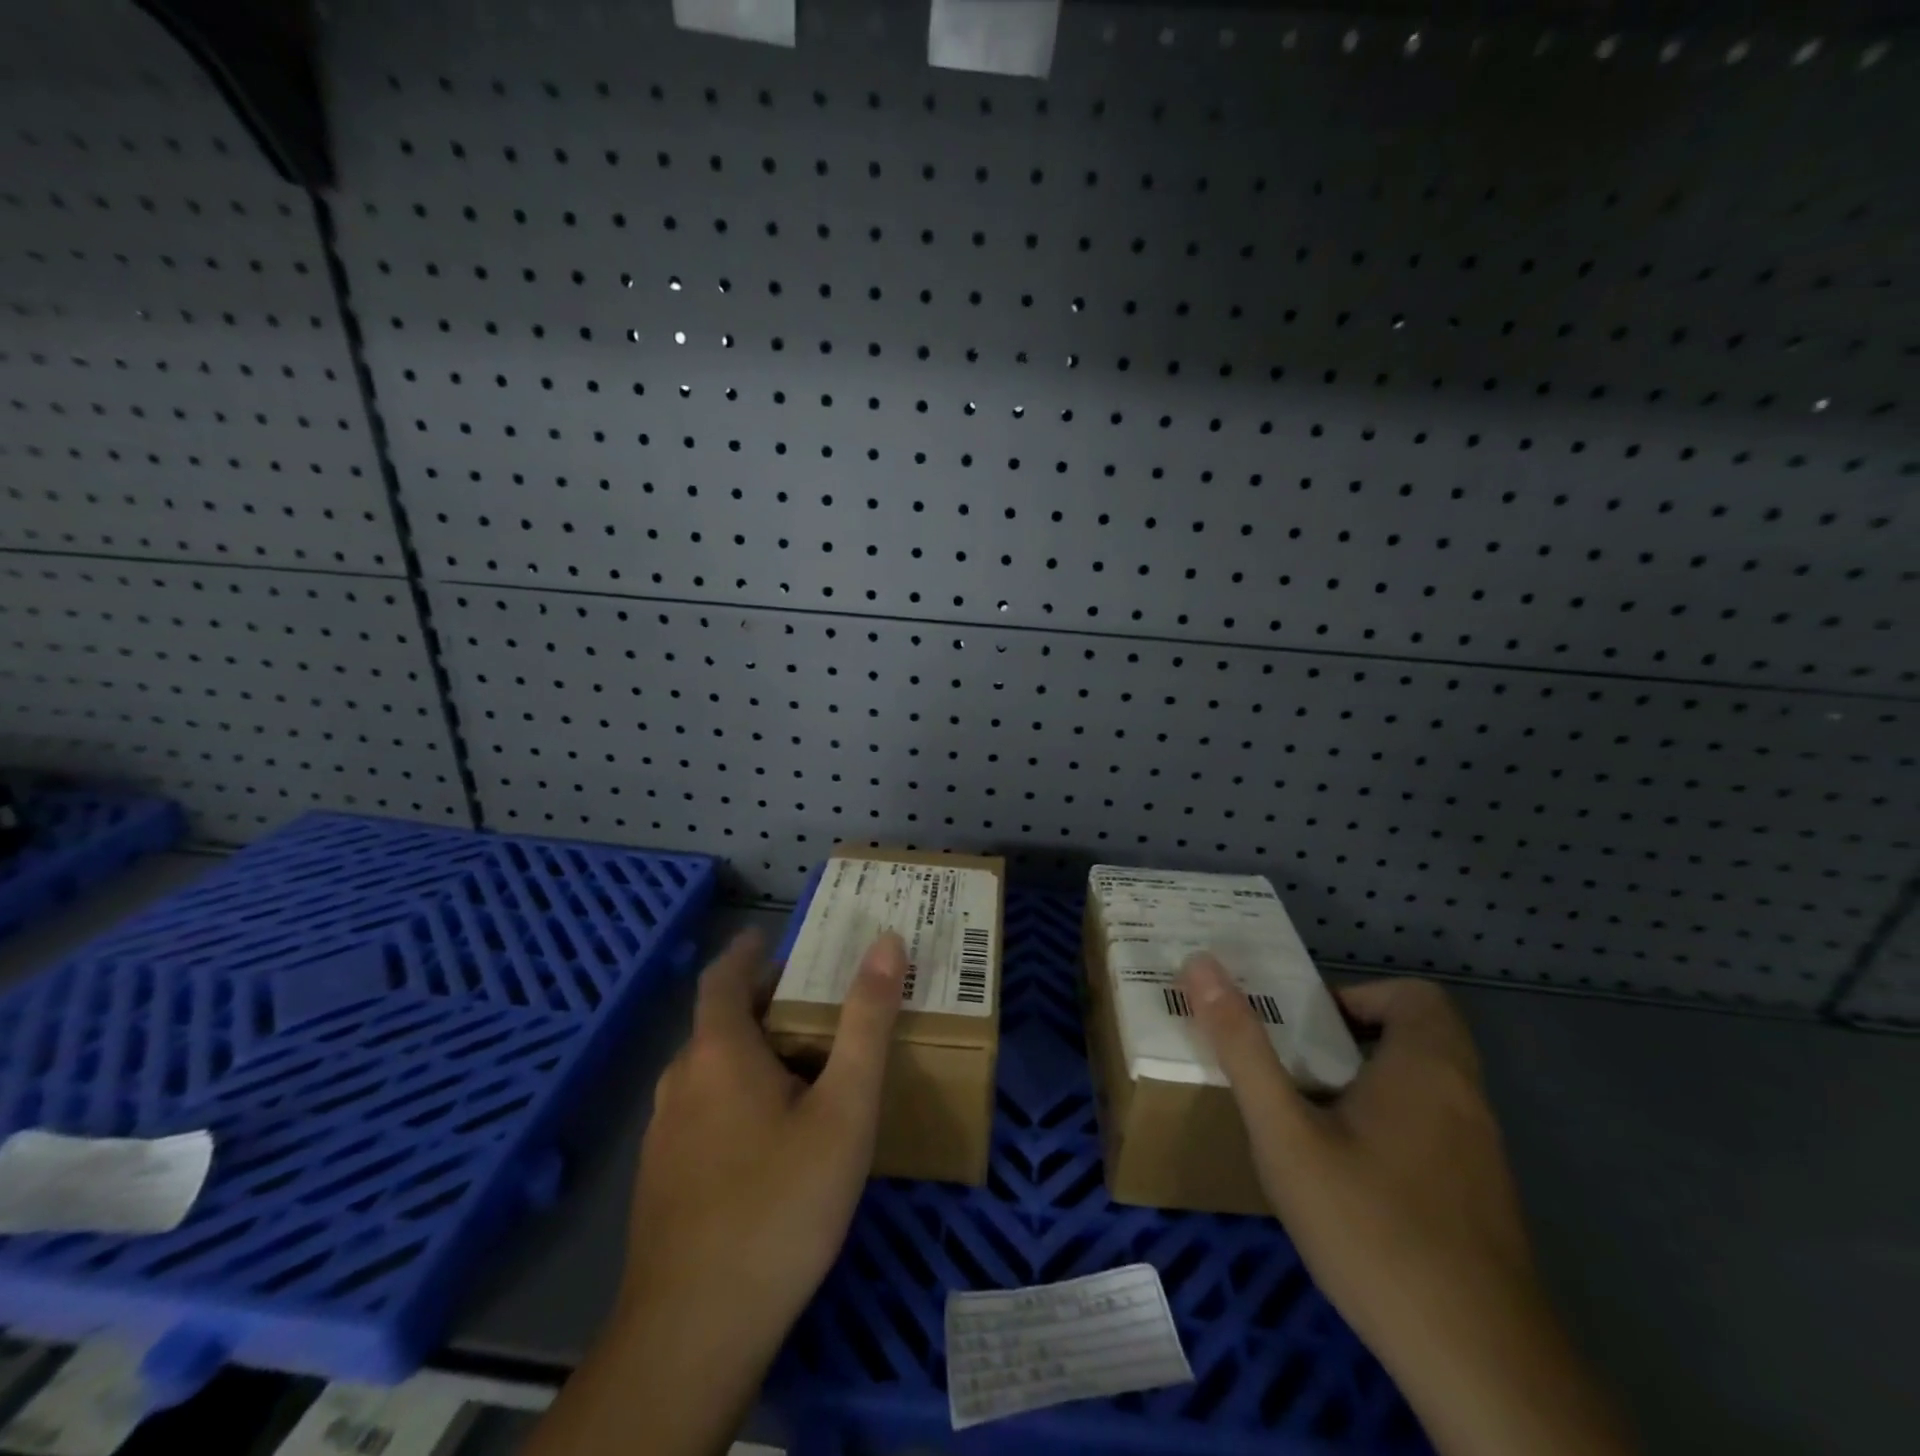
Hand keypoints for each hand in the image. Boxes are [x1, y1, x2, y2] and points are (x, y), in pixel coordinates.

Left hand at [526, 929, 904, 1455]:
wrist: (694, 1333)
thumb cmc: (780, 1204)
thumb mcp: (844, 1109)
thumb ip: (866, 1023)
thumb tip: (886, 944)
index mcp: (718, 1053)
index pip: (723, 977)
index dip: (745, 952)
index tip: (767, 936)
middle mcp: (680, 1082)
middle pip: (718, 1024)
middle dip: (761, 1004)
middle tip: (812, 1003)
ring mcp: (663, 1135)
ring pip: (709, 1072)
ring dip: (749, 1052)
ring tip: (799, 1064)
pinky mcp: (660, 1181)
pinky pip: (700, 1112)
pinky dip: (734, 1094)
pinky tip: (768, 1136)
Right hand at [1178, 955, 1632, 1455]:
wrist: (1477, 1363)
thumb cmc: (1370, 1226)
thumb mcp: (1285, 1132)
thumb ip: (1242, 1047)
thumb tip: (1201, 965)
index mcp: (1426, 1067)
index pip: (1415, 994)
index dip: (1360, 996)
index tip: (1308, 1027)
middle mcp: (1465, 1099)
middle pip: (1417, 1037)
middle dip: (1352, 1039)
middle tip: (1294, 1065)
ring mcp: (1481, 1155)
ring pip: (1426, 1088)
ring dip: (1369, 1084)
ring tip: (1308, 1118)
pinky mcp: (1482, 1201)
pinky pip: (1434, 1132)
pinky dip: (1391, 1128)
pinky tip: (1348, 1179)